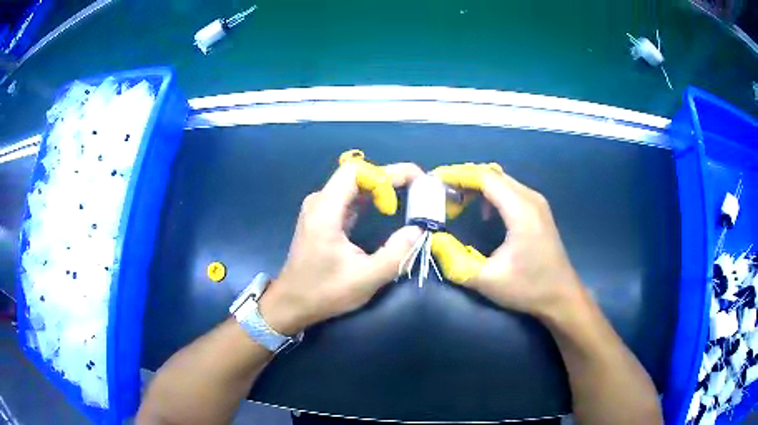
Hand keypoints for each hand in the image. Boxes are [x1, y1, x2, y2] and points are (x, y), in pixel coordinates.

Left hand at [259, 160, 423, 334]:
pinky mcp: (321, 219)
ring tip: (408, 195)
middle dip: (388, 178)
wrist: (291, 303)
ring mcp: (318, 209)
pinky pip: (347, 198)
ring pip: (353, 186)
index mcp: (326, 210)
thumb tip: (418, 230)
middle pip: (356, 175)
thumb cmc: (324, 292)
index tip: (411, 186)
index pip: (356, 171)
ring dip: (380, 188)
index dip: (385, 174)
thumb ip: (396, 254)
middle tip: (417, 188)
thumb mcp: (366, 279)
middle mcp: (319, 202)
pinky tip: (386, 208)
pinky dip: (369, 199)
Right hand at [433, 164, 582, 317]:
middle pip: (493, 174)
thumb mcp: (487, 280)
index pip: (485, 177)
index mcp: (521, 210)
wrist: (562, 297)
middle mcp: (530, 198)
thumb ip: (455, 260)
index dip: (458, 175)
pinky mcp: (538, 211)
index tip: (434, 180)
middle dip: (464, 179)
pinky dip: (491, 194)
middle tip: (441, 194)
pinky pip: (510, 190)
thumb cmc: (528, 288)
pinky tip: (482, 213)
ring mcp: (537, 203)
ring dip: (477, 186)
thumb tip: (433, 239)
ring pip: (502, 181)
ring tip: (456, 202)